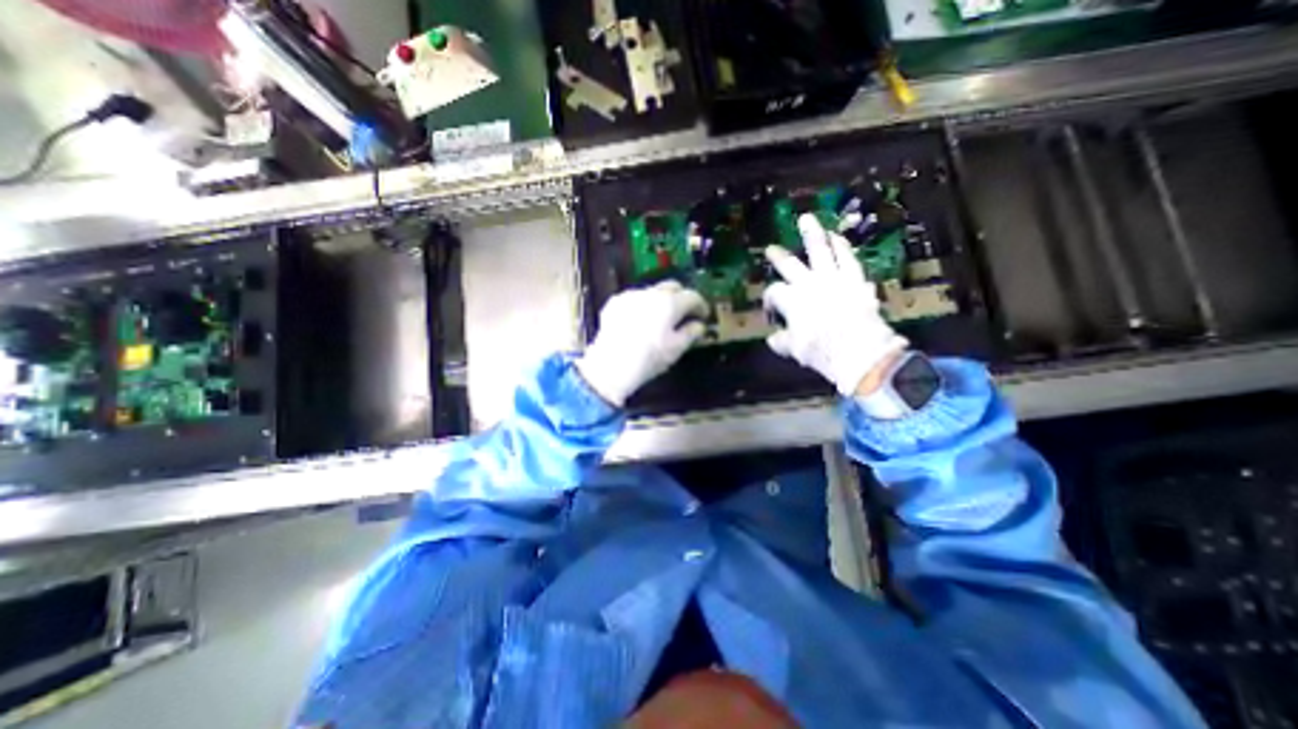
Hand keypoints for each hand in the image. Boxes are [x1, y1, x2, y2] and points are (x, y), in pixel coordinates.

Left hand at [573, 278, 704, 407]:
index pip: (692, 296)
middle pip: (672, 286)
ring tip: (661, 318)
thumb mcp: (676, 349)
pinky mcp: (615, 302)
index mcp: (670, 303)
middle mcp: (651, 293)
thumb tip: (699, 325)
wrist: (611, 365)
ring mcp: (631, 295)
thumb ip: (691, 333)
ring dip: (661, 300)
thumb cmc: (649, 358)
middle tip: (684, 313)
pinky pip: (635, 298)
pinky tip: (640, 321)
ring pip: (653, 291)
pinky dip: (642, 305)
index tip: (703, 315)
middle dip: (681, 297)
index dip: (701, 305)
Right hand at [762, 215, 904, 394]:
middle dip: (779, 257)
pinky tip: (838, 237)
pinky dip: (843, 247)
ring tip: (807, 220)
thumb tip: (773, 338)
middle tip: (772, 249)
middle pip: (790, 265)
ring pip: (821, 251)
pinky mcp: (855, 279)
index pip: (774, 292)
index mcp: (791, 300)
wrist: (859, 352)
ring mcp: (833, 278)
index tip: (772, 314)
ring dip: (813, 234)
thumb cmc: (821, 351)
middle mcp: (809, 284)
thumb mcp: (794, 349)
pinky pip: (848, 258)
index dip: (769, 301)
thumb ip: (781, 341)